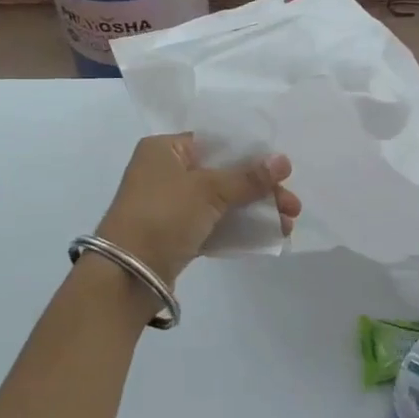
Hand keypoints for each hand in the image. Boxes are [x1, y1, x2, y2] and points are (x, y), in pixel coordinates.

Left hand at [94, 134, 300, 287]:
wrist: (126, 274)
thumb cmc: (163, 216)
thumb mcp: (208, 191)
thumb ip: (248, 178)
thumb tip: (284, 161)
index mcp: (165, 149)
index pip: (215, 142)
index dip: (251, 154)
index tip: (282, 170)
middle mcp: (165, 172)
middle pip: (222, 173)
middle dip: (260, 190)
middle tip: (292, 206)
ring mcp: (169, 205)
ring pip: (220, 201)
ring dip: (253, 211)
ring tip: (287, 224)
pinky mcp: (174, 234)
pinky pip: (212, 224)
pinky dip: (237, 229)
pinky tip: (267, 236)